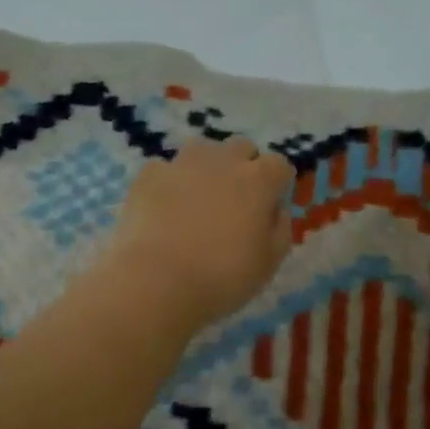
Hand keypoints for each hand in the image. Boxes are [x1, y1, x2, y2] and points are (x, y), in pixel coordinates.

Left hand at [98, 137, 294, 334]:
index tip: (270, 206)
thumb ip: (280, 230)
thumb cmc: (222, 277)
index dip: (277, 184)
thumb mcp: (268, 263)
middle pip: (241, 148)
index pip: (279, 165)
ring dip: (206, 167)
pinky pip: (165, 169)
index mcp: (258, 181)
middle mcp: (223, 161)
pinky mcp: (150, 174)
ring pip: (202, 150)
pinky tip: (163, 207)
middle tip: (235, 201)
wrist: (157, 280)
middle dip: (244, 167)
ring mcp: (183, 163)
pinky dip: (168, 182)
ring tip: (198, 197)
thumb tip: (276, 210)